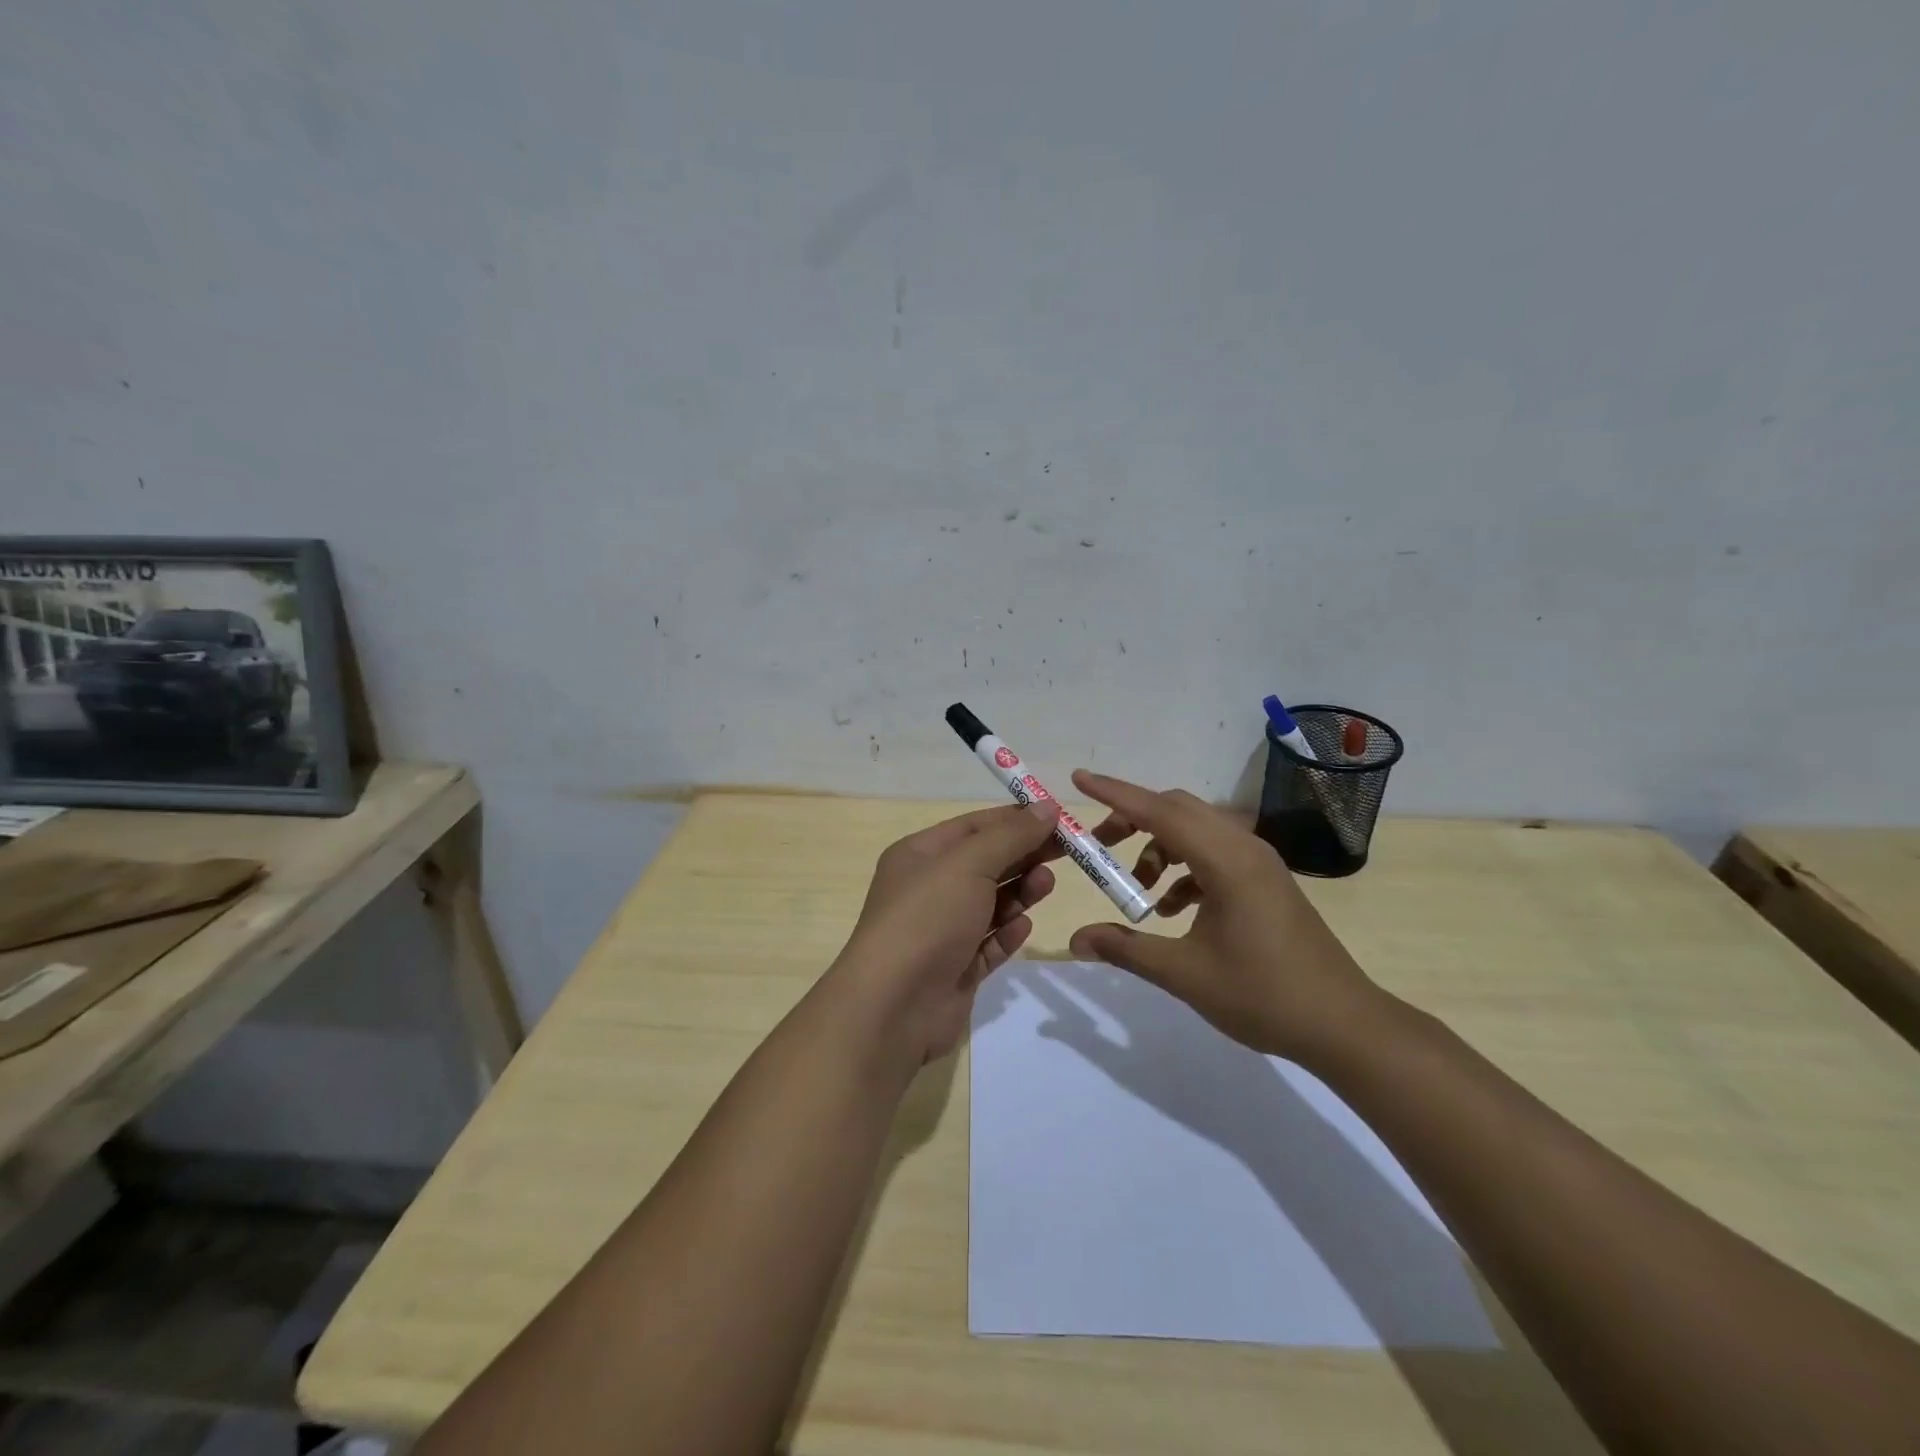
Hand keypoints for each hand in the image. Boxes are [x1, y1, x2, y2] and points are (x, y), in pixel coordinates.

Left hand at [833, 800, 1061, 1064]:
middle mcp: (929, 889)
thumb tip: (1047, 807)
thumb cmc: (927, 918)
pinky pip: (990, 943)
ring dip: (1020, 892)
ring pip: (991, 903)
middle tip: (1067, 852)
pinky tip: (1022, 927)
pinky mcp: (956, 968)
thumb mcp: (969, 863)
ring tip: (1046, 886)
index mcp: (920, 855)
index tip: (1057, 817)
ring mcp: (942, 931)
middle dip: (1023, 855)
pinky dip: (1008, 933)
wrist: (893, 1006)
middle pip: (986, 863)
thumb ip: (1011, 836)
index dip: (1014, 819)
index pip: (974, 826)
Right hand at [1064, 770, 1385, 1066]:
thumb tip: (1075, 940)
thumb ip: (1126, 949)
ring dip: (1160, 848)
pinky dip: (1185, 868)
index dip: (1114, 793)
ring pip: (1196, 830)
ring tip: (1138, 890)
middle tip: (1099, 846)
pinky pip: (1214, 854)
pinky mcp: (1266, 880)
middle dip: (1132, 820)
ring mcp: (1259, 863)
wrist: (1343, 1024)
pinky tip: (1173, 909)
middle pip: (1177, 809)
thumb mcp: (1184, 974)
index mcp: (1225, 861)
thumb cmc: (1263, 994)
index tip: (1078, 778)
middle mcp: (1243, 848)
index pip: (1158, 811)